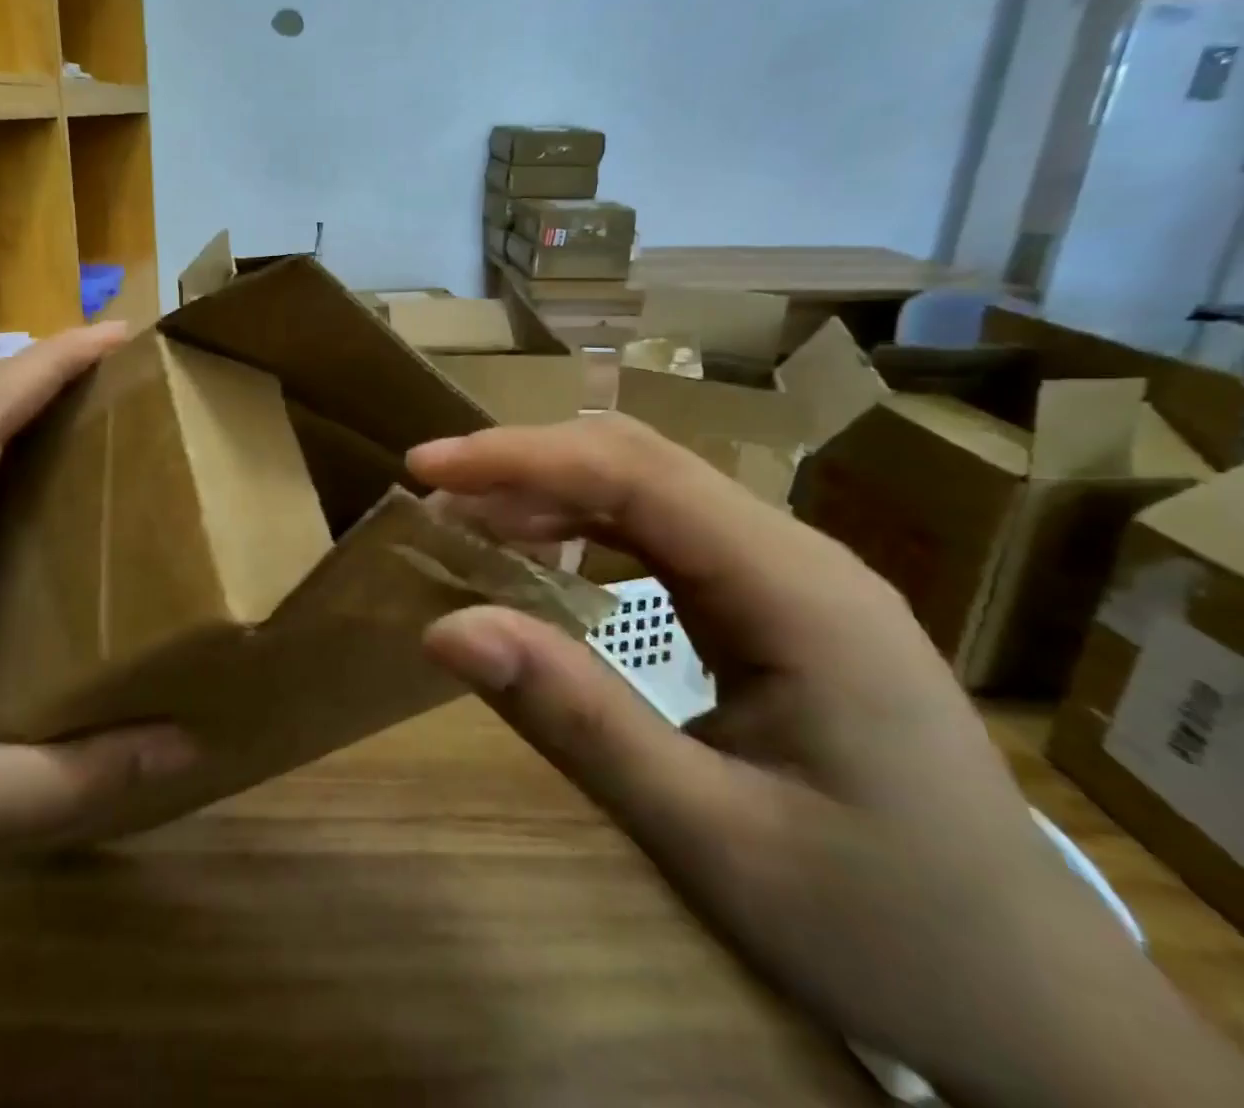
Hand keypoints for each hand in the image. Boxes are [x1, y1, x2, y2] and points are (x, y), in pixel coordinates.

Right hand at [412, 416, 1243, 1107]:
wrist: (1034, 1001)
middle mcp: (794, 555)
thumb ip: (576, 721)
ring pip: (649, 489)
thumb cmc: (882, 926)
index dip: (519, 457)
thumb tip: (446, 628)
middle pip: (640, 463)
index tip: (424, 468)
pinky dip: (584, 530)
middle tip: (431, 494)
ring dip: (550, 493)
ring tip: (466, 523)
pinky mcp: (774, 601)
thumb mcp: (711, 838)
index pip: (634, 475)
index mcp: (794, 590)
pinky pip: (663, 534)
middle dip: (524, 464)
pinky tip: (540, 558)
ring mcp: (788, 574)